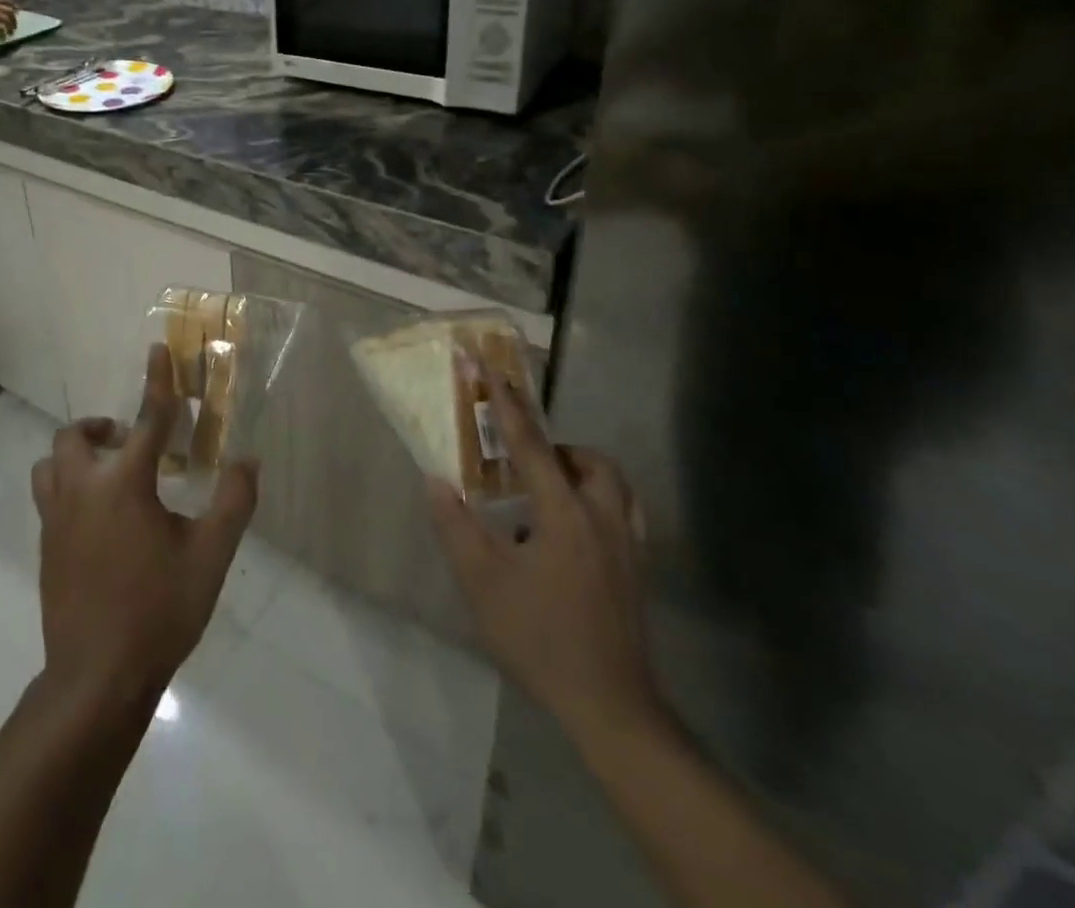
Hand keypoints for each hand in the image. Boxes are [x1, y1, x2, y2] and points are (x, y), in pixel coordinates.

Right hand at [0, 0, 17, 35]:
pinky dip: (4, 34)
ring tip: (10, 33)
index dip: (13, 6)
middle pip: (10, 12)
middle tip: (13, 25)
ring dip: (11, 28)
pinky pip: (2, 29)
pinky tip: (3, 38)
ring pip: (8, 21)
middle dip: (14, 19)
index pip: (8, 1)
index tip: (16, 11)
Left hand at [31, 344, 258, 704]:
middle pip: (76, 436)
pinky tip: (98, 519)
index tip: (157, 349)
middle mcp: (82, 490)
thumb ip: (232, 502)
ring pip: (51, 464)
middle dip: (101, 428)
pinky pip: (49, 496)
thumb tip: (247, 460)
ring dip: (76, 456)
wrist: (96, 679)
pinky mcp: (45, 546)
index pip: (146, 418)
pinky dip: (69, 487)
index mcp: (124, 484)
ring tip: (108, 475)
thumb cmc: (158, 611)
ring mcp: (55, 519)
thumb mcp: (209, 556)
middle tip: (130, 443)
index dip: (157, 382)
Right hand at [428, 365, 665, 746]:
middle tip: (523, 465)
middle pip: (589, 460)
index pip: (530, 444)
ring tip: (544, 495)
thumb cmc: (539, 638)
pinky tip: (571, 533)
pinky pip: (622, 512)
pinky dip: (596, 502)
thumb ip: (456, 525)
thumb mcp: (482, 582)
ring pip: (612, 484)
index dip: (505, 404)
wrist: (609, 706)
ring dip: (580, 473)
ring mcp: (627, 544)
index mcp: (564, 513)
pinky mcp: (637, 570)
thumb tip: (438, 480)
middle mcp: (602, 517)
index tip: (487, 367)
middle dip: (557, 449)